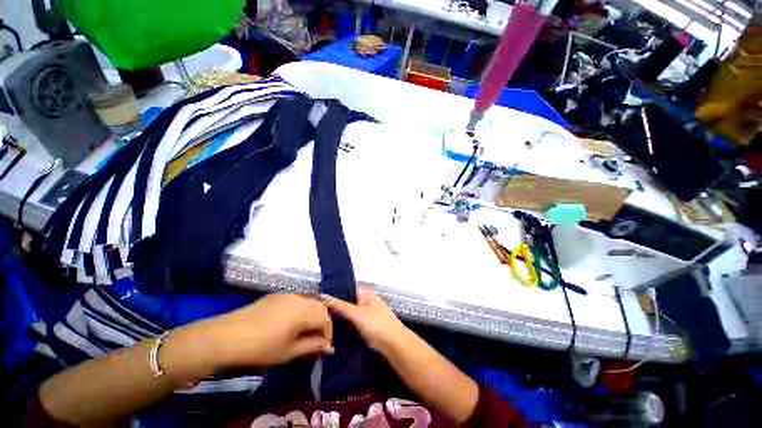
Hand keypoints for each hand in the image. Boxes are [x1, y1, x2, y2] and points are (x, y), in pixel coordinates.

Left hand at [176, 294, 333, 376]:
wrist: (227, 336)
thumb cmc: (261, 348)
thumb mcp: (289, 352)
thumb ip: (312, 346)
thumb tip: (330, 347)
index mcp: (305, 311)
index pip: (326, 319)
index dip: (328, 333)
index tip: (322, 347)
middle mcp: (300, 298)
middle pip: (321, 307)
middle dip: (322, 322)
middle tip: (315, 339)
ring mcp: (289, 294)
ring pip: (310, 301)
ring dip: (312, 315)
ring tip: (304, 331)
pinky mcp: (278, 294)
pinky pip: (298, 299)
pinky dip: (302, 309)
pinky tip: (291, 322)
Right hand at [320, 286, 408, 353]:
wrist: (395, 345)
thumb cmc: (377, 325)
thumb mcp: (357, 314)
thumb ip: (340, 306)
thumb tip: (323, 296)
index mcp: (366, 293)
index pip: (347, 288)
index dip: (334, 292)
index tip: (320, 298)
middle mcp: (368, 300)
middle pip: (349, 300)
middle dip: (336, 305)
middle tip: (319, 311)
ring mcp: (369, 312)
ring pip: (351, 311)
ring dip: (340, 315)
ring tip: (323, 319)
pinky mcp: (369, 325)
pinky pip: (354, 321)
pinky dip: (346, 323)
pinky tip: (335, 329)